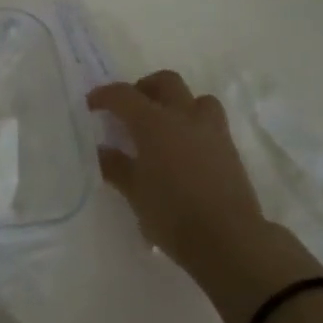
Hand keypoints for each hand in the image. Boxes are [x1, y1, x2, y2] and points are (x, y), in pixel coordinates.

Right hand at [90, 71, 320, 322]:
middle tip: (131, 109)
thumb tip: (102, 150)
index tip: (92, 104)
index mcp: (154, 122)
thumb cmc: (173, 215)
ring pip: (195, 98)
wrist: (230, 241)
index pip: (123, 95)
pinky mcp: (230, 149)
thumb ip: (116, 167)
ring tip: (164, 125)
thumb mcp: (135, 193)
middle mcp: (183, 116)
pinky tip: (185, 150)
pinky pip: (210, 121)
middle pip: (165, 81)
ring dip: (177, 103)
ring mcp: (211, 130)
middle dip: (144, 88)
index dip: (104, 95)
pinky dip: (194, 125)